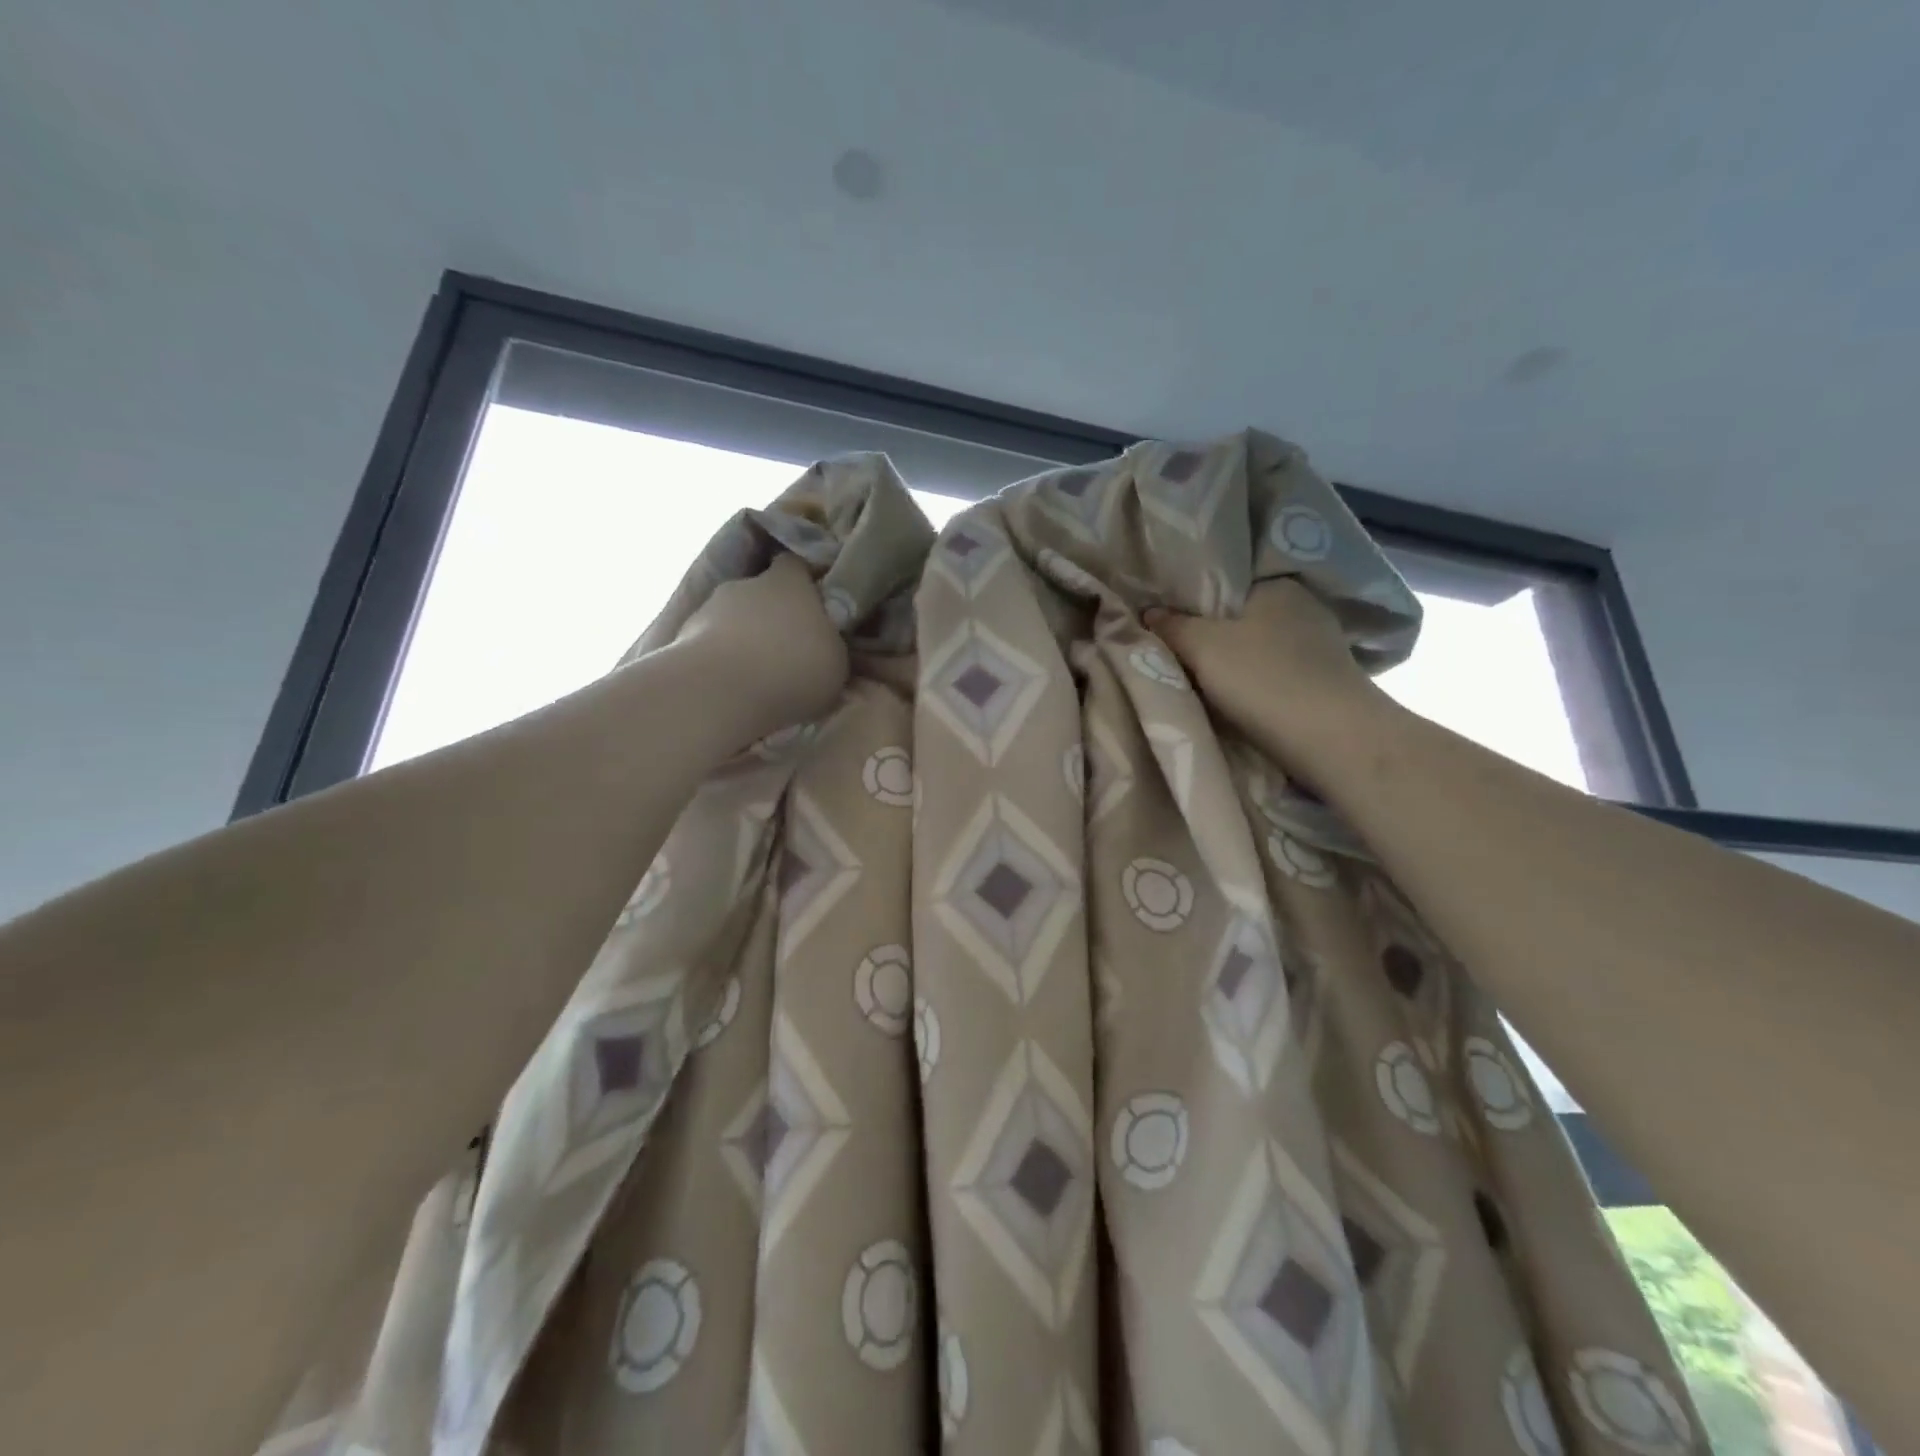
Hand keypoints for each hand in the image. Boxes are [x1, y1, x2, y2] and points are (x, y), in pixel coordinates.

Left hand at [676, 554, 849, 735]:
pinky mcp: (682, 638)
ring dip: (743, 639)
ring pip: (732, 619)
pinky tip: (732, 687)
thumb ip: (829, 644)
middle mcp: (746, 585)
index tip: (815, 601)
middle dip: (771, 615)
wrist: (722, 691)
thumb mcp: (836, 662)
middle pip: (761, 593)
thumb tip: (822, 640)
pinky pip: (711, 645)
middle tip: (786, 647)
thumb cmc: (793, 668)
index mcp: (788, 582)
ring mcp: (709, 609)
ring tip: (756, 674)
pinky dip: (721, 660)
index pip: (795, 564)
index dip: (804, 580)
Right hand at [1146, 579, 1387, 772]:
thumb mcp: (1201, 647)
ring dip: (1233, 663)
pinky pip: (1275, 674)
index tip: (1166, 624)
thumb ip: (1171, 627)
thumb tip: (1148, 613)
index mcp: (1276, 585)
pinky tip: (1237, 700)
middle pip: (1239, 618)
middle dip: (1211, 635)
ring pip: (1258, 648)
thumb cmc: (1263, 679)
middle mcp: (1304, 607)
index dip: (1190, 603)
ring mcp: (1321, 646)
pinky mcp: (1326, 682)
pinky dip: (1255, 684)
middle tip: (1175, 654)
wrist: (1333, 740)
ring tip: (1199, 680)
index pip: (1222, 584)